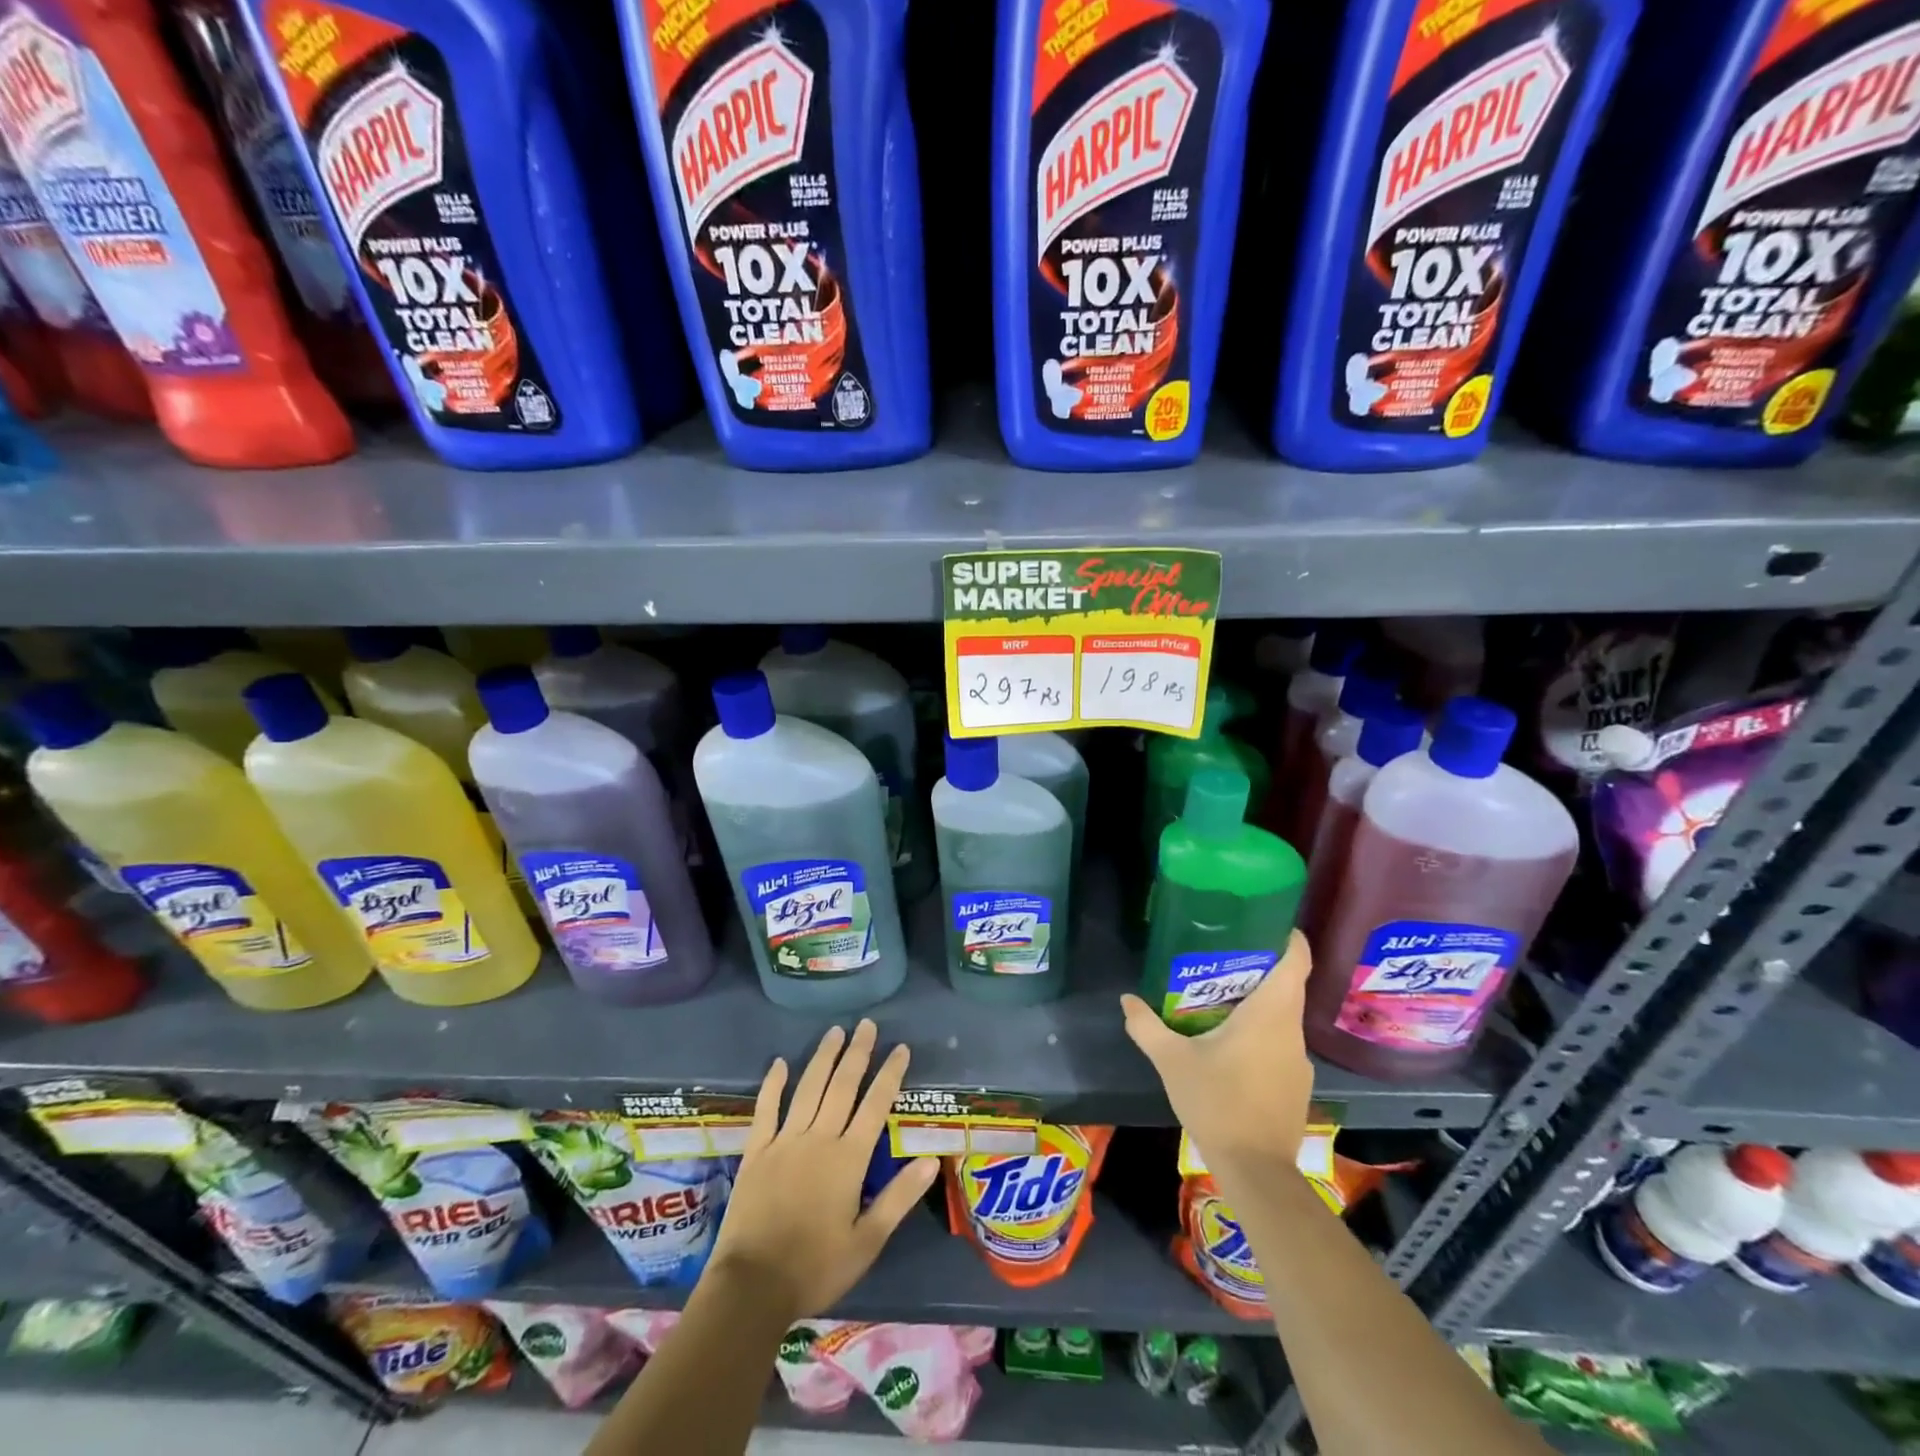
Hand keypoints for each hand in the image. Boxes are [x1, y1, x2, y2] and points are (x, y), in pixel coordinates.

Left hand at [710, 1019, 939, 1319]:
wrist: (752, 1286)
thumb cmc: (816, 1268)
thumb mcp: (867, 1241)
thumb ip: (899, 1198)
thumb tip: (932, 1160)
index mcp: (849, 1159)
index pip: (876, 1105)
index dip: (890, 1074)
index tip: (901, 1048)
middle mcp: (819, 1139)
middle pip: (842, 1086)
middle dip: (858, 1052)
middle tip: (867, 1024)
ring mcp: (785, 1141)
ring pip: (808, 1088)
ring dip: (823, 1058)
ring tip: (835, 1032)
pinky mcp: (756, 1151)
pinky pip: (766, 1109)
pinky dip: (773, 1084)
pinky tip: (780, 1062)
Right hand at [1120, 929, 1315, 1169]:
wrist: (1256, 1171)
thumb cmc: (1217, 1102)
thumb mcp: (1172, 1061)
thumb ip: (1147, 1027)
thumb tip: (1126, 999)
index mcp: (1270, 1013)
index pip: (1296, 961)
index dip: (1288, 937)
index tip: (1266, 922)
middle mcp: (1292, 1031)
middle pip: (1288, 985)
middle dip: (1260, 967)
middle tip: (1223, 956)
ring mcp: (1299, 1060)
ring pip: (1284, 1016)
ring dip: (1260, 1002)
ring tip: (1222, 997)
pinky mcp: (1296, 1084)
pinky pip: (1281, 1043)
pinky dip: (1262, 1032)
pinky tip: (1232, 1045)